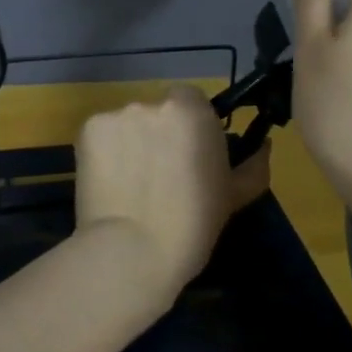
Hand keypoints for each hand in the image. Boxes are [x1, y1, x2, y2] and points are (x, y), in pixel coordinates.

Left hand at [73, 86, 271, 314]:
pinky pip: (101, 135)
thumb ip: (253, 165)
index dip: (189, 126)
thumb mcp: (234, 196)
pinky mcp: (87, 130)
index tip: (187, 155)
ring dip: (129, 143)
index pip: (190, 100)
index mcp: (192, 112)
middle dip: (157, 134)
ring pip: (127, 124)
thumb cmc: (193, 225)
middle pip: (156, 111)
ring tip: (129, 183)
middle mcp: (153, 104)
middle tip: (158, 174)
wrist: (132, 251)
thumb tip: (264, 146)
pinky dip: (103, 153)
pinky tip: (108, 183)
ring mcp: (117, 115)